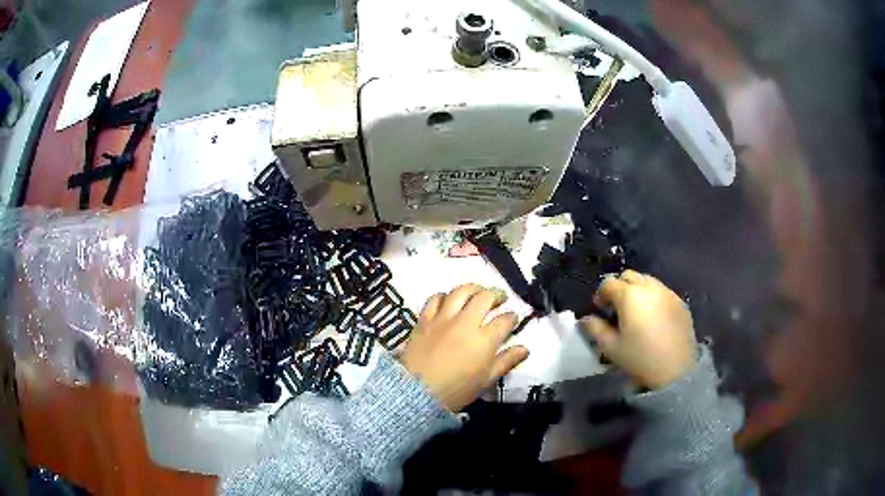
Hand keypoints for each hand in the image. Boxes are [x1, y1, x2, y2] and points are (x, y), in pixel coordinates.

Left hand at [400, 284, 528, 410]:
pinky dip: (445, 296)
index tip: (513, 318)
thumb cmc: (456, 390)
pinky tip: (449, 300)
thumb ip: (506, 361)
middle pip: (484, 297)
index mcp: (484, 340)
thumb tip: (525, 348)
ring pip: (461, 291)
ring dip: (473, 289)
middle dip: (496, 294)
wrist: (417, 392)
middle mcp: (465, 323)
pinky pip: (436, 298)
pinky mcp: (424, 319)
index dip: (512, 317)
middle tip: (500, 298)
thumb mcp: (486, 380)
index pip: (504, 320)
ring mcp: (443, 318)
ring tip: (477, 293)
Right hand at [582, 270, 696, 389]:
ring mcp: (667, 292)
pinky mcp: (680, 302)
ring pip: (647, 281)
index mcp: (629, 295)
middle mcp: (648, 287)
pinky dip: (653, 298)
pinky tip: (654, 318)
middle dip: (619, 287)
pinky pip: (662, 291)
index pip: (609, 284)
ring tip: (637, 311)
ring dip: (638, 290)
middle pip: (629, 276)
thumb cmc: (640, 358)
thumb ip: (595, 329)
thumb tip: (586, 319)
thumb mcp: (611, 348)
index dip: (600, 294)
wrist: (676, 369)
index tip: (599, 309)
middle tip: (617, 307)